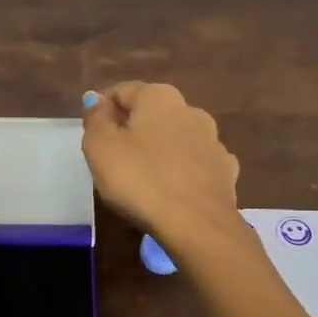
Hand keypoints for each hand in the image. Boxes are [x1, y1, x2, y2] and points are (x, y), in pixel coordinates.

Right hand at [80, 82, 241, 256]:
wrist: (196, 224)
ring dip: (160, 149)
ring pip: (177, 138)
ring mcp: (213, 141)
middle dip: (133, 129)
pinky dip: (182, 170)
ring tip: (143, 177)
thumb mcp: (100, 147)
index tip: (92, 135)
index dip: (102, 110)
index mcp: (159, 97)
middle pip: (152, 113)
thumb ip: (96, 119)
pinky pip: (195, 164)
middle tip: (113, 158)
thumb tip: (96, 100)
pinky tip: (172, 190)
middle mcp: (191, 110)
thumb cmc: (140, 179)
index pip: (122, 91)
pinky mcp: (225, 171)